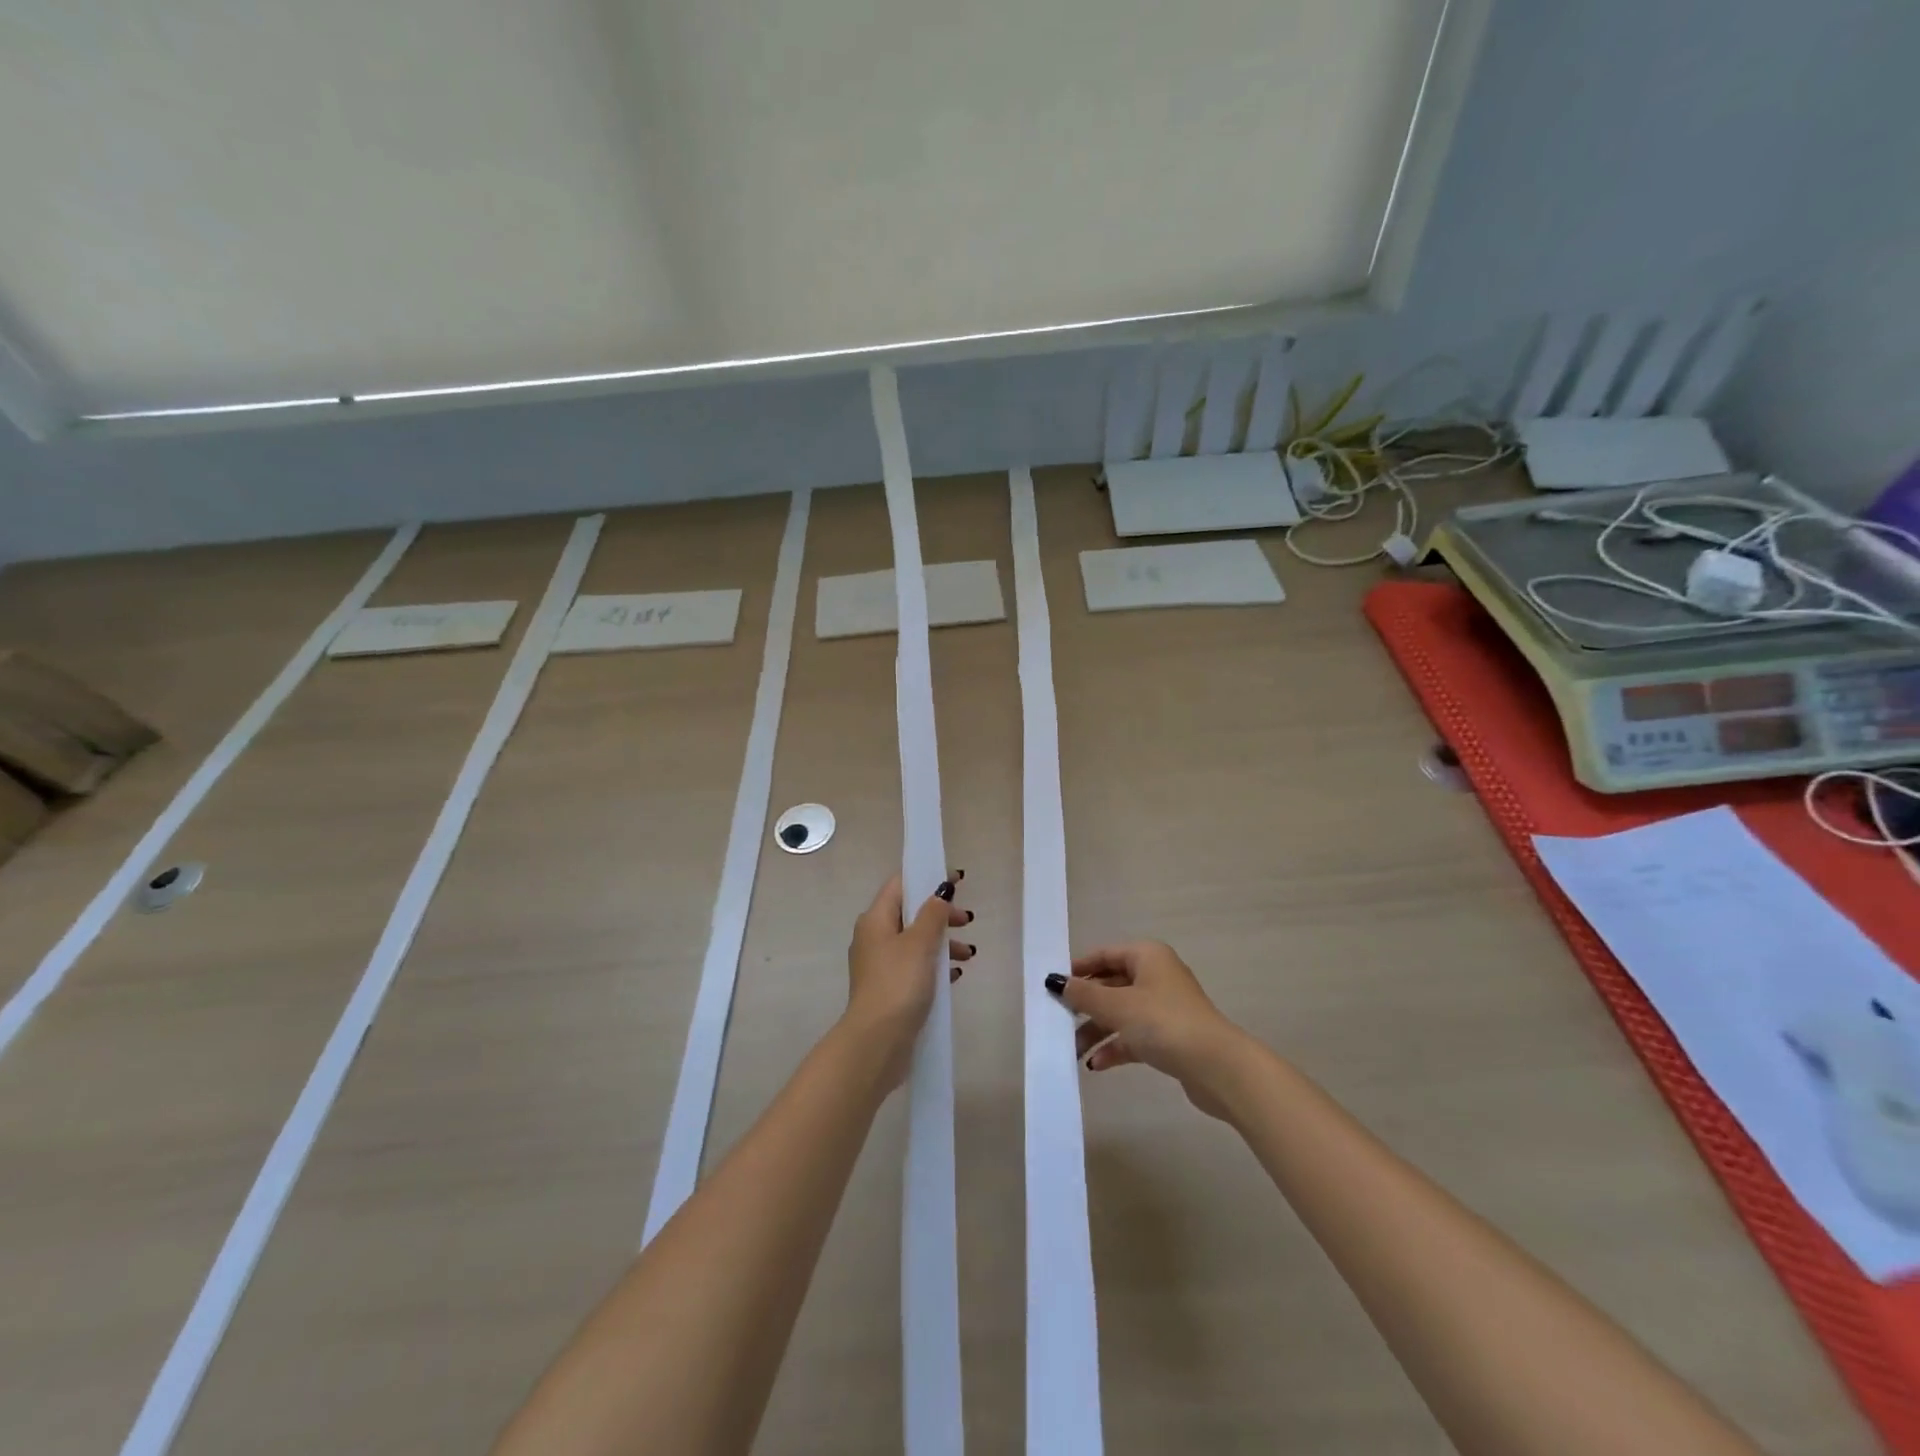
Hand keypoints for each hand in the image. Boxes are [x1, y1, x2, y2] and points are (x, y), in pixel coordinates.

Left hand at [844, 873, 974, 1081]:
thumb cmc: (898, 983)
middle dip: (941, 914)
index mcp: (875, 919)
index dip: (928, 877)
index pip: (900, 884)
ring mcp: (880, 965)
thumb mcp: (920, 943)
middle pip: (911, 913)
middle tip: (968, 921)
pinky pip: (916, 966)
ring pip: (916, 941)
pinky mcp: (889, 989)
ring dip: (942, 942)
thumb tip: (941, 890)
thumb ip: (933, 913)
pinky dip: (935, 965)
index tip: (958, 880)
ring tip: (968, 955)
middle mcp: (874, 937)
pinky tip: (955, 975)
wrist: (877, 1042)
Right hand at [1056, 942, 1244, 1117]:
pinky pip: (1134, 1036)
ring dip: (1097, 1031)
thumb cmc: (1163, 1023)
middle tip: (1059, 1021)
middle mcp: (1156, 976)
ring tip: (1073, 1051)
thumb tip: (1056, 981)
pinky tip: (1096, 1064)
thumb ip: (1084, 994)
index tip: (1054, 986)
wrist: (1217, 1067)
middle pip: (1111, 985)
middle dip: (1085, 1006)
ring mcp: (1165, 1008)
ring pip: (1121, 1013)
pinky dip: (1115, 1047)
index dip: (1079, 969)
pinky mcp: (1170, 1037)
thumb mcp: (1117, 1006)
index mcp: (1147, 956)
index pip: (1105, 955)